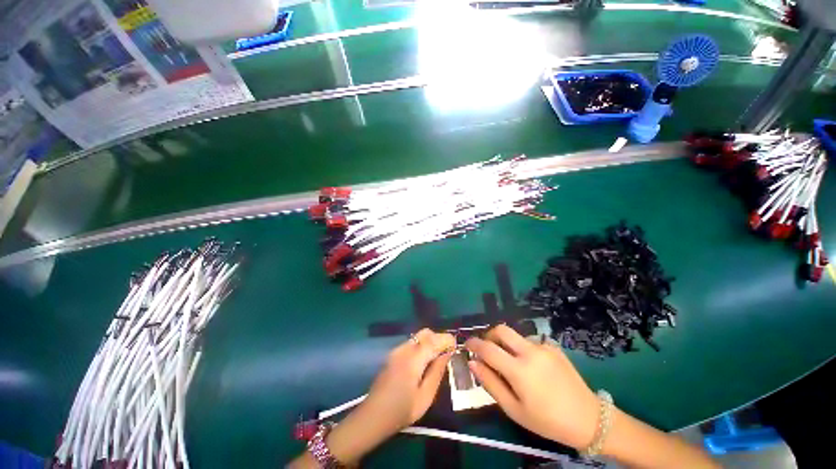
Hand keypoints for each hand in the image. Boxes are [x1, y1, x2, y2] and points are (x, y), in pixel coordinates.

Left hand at [361, 328, 455, 433]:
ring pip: (418, 337)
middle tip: (447, 353)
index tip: (456, 345)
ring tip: (437, 358)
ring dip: (430, 342)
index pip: (433, 340)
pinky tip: (424, 361)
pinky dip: (421, 346)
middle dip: (438, 338)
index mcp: (413, 359)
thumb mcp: (425, 397)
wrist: (373, 416)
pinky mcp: (393, 354)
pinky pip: (411, 343)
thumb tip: (447, 354)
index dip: (446, 339)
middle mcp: (404, 349)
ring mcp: (397, 350)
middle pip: (425, 333)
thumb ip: (437, 372)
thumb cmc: (401, 411)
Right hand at [465, 324, 599, 449]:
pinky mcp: (554, 347)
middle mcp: (530, 352)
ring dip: (507, 344)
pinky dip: (522, 349)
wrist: (589, 420)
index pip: (488, 348)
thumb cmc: (547, 421)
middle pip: (502, 330)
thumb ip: (490, 383)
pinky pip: (530, 342)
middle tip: (487, 350)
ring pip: (516, 335)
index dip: (474, 344)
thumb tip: (473, 363)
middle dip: (489, 336)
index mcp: (519, 370)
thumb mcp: (514, 409)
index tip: (467, 345)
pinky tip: (531, 367)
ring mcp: (544, 347)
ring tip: (511, 364)